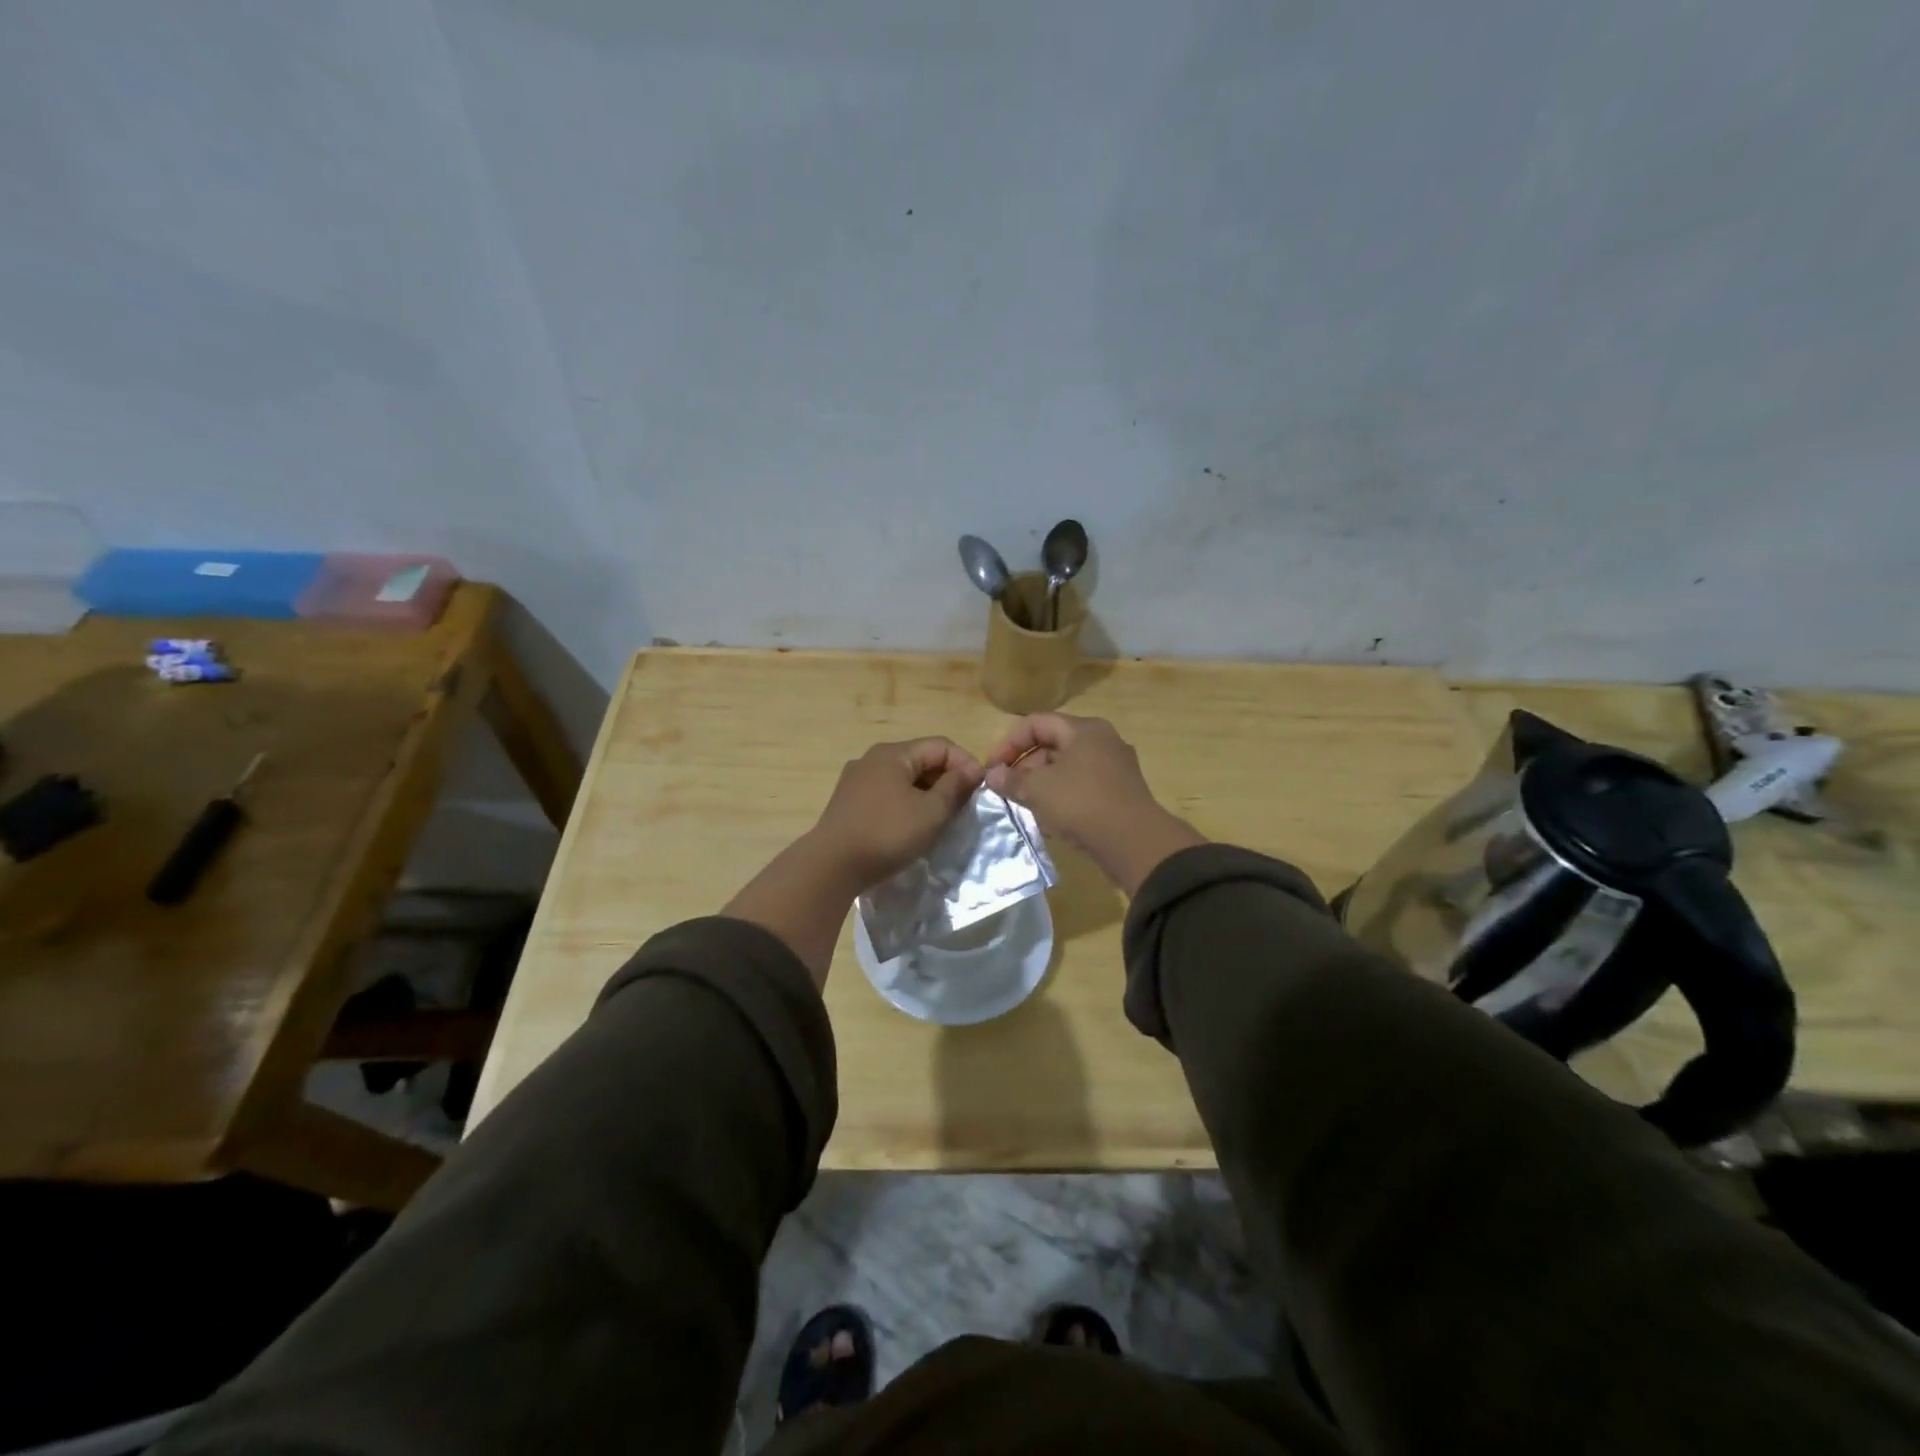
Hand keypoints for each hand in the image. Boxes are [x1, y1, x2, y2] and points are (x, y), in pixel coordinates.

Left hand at [811, 737, 983, 886]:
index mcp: (893, 753)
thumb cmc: (887, 833)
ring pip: (903, 778)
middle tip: (964, 805)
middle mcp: (872, 758)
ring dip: (927, 792)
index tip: (981, 789)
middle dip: (946, 778)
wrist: (831, 866)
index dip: (966, 763)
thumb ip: (954, 788)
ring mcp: (856, 780)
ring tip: (942, 817)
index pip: (941, 745)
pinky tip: (912, 824)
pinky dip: (906, 802)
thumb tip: (972, 770)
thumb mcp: (930, 812)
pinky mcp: (848, 802)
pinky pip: (887, 793)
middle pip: (921, 759)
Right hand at [984, 714, 1204, 894]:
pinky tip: (1049, 820)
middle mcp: (1103, 741)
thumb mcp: (1038, 790)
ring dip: (1041, 784)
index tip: (993, 769)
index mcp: (1084, 729)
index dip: (1009, 743)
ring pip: (1067, 768)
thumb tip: (992, 775)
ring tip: (1023, 806)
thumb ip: (1011, 779)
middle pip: (1053, 745)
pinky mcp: (1120, 793)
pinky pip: (1082, 787)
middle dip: (1025, 766)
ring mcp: (1115, 767)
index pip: (1036, 723)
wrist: (1134, 842)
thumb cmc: (1081, 803)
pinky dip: (1062, 797)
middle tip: (1007, 790)